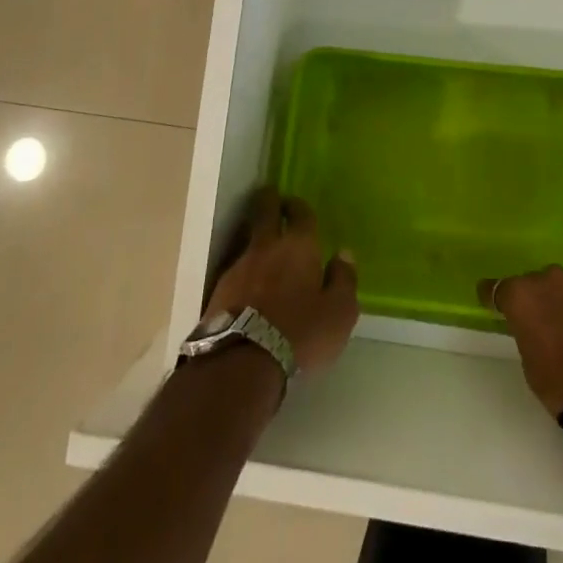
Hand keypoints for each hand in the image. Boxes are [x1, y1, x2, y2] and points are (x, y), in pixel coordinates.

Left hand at [205, 188, 358, 375]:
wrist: (242, 362)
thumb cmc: (300, 333)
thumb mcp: (339, 312)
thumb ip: (344, 280)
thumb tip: (343, 255)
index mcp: (299, 246)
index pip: (300, 213)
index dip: (299, 206)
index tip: (296, 204)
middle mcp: (266, 247)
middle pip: (264, 212)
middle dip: (269, 202)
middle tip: (273, 200)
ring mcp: (238, 267)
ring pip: (247, 241)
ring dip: (255, 240)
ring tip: (263, 251)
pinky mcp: (218, 291)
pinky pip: (235, 271)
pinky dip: (244, 272)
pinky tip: (248, 286)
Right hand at [479, 265, 562, 414]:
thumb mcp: (531, 364)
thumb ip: (528, 334)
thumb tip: (537, 329)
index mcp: (524, 295)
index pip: (498, 288)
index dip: (494, 297)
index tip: (492, 303)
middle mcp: (553, 279)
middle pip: (538, 283)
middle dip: (539, 299)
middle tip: (544, 323)